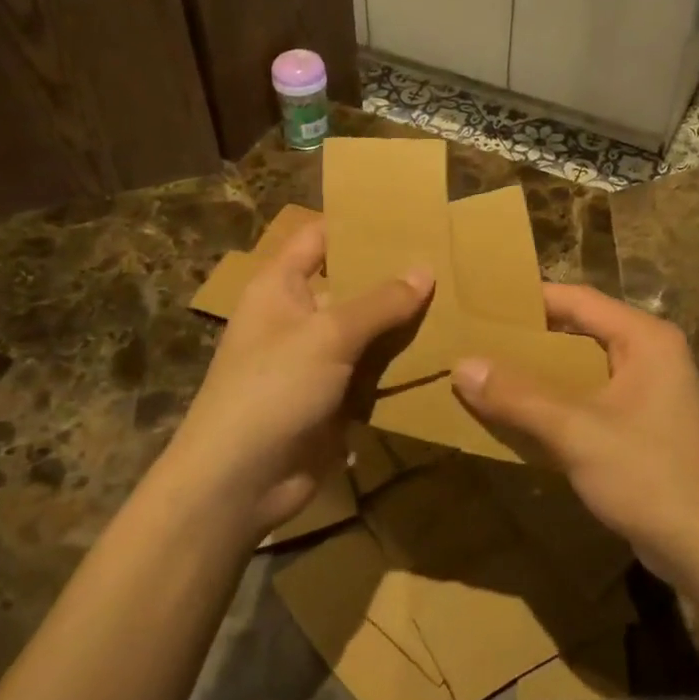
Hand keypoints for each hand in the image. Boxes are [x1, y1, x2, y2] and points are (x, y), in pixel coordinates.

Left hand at [171, 223, 431, 537]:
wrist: (239, 483)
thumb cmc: (272, 389)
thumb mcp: (328, 335)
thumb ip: (380, 302)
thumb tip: (425, 269)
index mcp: (280, 286)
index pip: (320, 237)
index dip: (357, 224)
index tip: (409, 216)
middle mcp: (297, 316)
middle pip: (351, 284)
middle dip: (394, 276)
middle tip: (450, 260)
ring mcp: (316, 360)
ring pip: (367, 331)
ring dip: (403, 324)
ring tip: (459, 302)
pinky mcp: (333, 398)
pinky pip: (372, 372)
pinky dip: (400, 366)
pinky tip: (444, 353)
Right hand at [451, 284, 698, 583]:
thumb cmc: (647, 475)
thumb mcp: (576, 432)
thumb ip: (517, 396)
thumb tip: (461, 364)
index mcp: (645, 337)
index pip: (578, 299)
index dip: (529, 300)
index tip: (481, 304)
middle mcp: (651, 352)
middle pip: (580, 329)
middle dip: (530, 337)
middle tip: (476, 339)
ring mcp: (650, 388)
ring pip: (584, 364)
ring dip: (541, 371)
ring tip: (488, 372)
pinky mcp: (644, 421)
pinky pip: (592, 394)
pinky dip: (559, 399)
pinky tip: (522, 413)